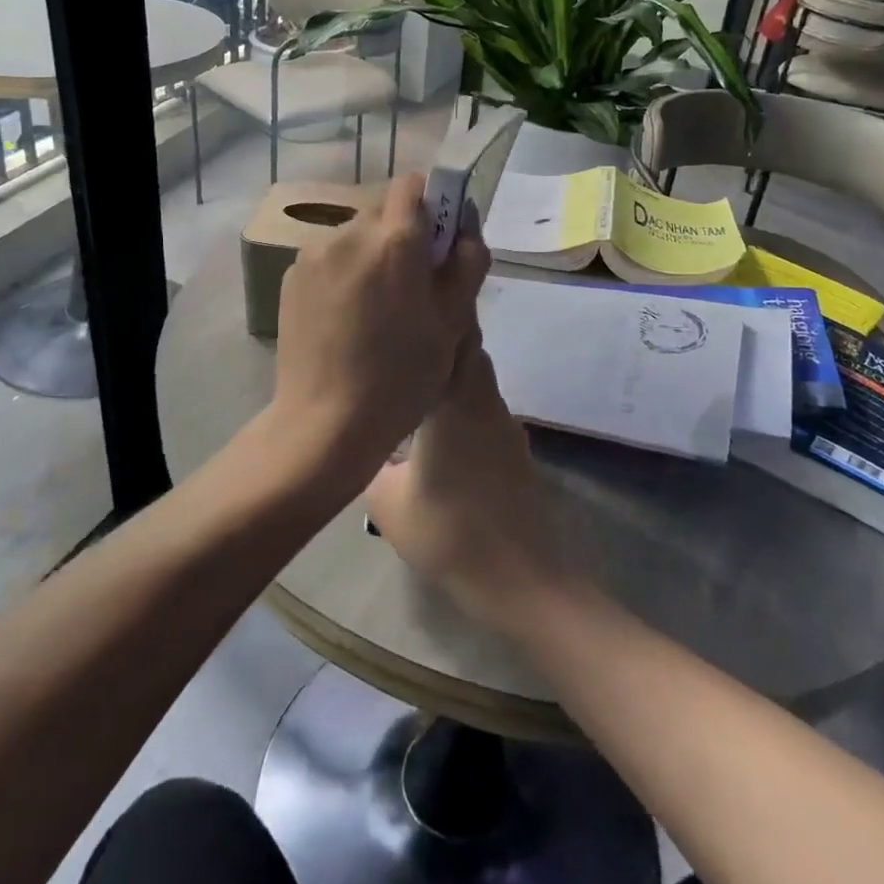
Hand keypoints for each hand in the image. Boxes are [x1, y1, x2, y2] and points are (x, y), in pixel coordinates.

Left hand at [271, 173, 489, 505]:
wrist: (325, 423)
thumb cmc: (401, 377)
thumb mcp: (453, 324)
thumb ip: (466, 264)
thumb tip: (465, 232)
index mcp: (394, 240)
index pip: (413, 184)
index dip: (432, 203)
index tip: (438, 240)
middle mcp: (349, 233)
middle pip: (382, 209)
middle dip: (401, 231)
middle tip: (412, 281)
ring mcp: (313, 254)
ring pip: (354, 234)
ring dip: (371, 252)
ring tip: (376, 304)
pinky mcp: (291, 277)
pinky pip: (328, 257)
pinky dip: (343, 271)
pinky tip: (347, 316)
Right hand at [364, 342, 567, 633]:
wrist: (517, 576)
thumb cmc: (446, 532)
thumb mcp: (386, 501)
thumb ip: (372, 460)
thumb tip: (366, 441)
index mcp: (454, 401)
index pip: (453, 338)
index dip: (437, 318)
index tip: (412, 307)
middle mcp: (484, 401)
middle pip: (469, 352)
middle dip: (442, 342)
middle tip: (404, 346)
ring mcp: (505, 425)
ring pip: (479, 381)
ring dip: (454, 375)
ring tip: (416, 385)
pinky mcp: (515, 449)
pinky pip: (486, 409)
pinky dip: (466, 404)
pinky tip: (442, 431)